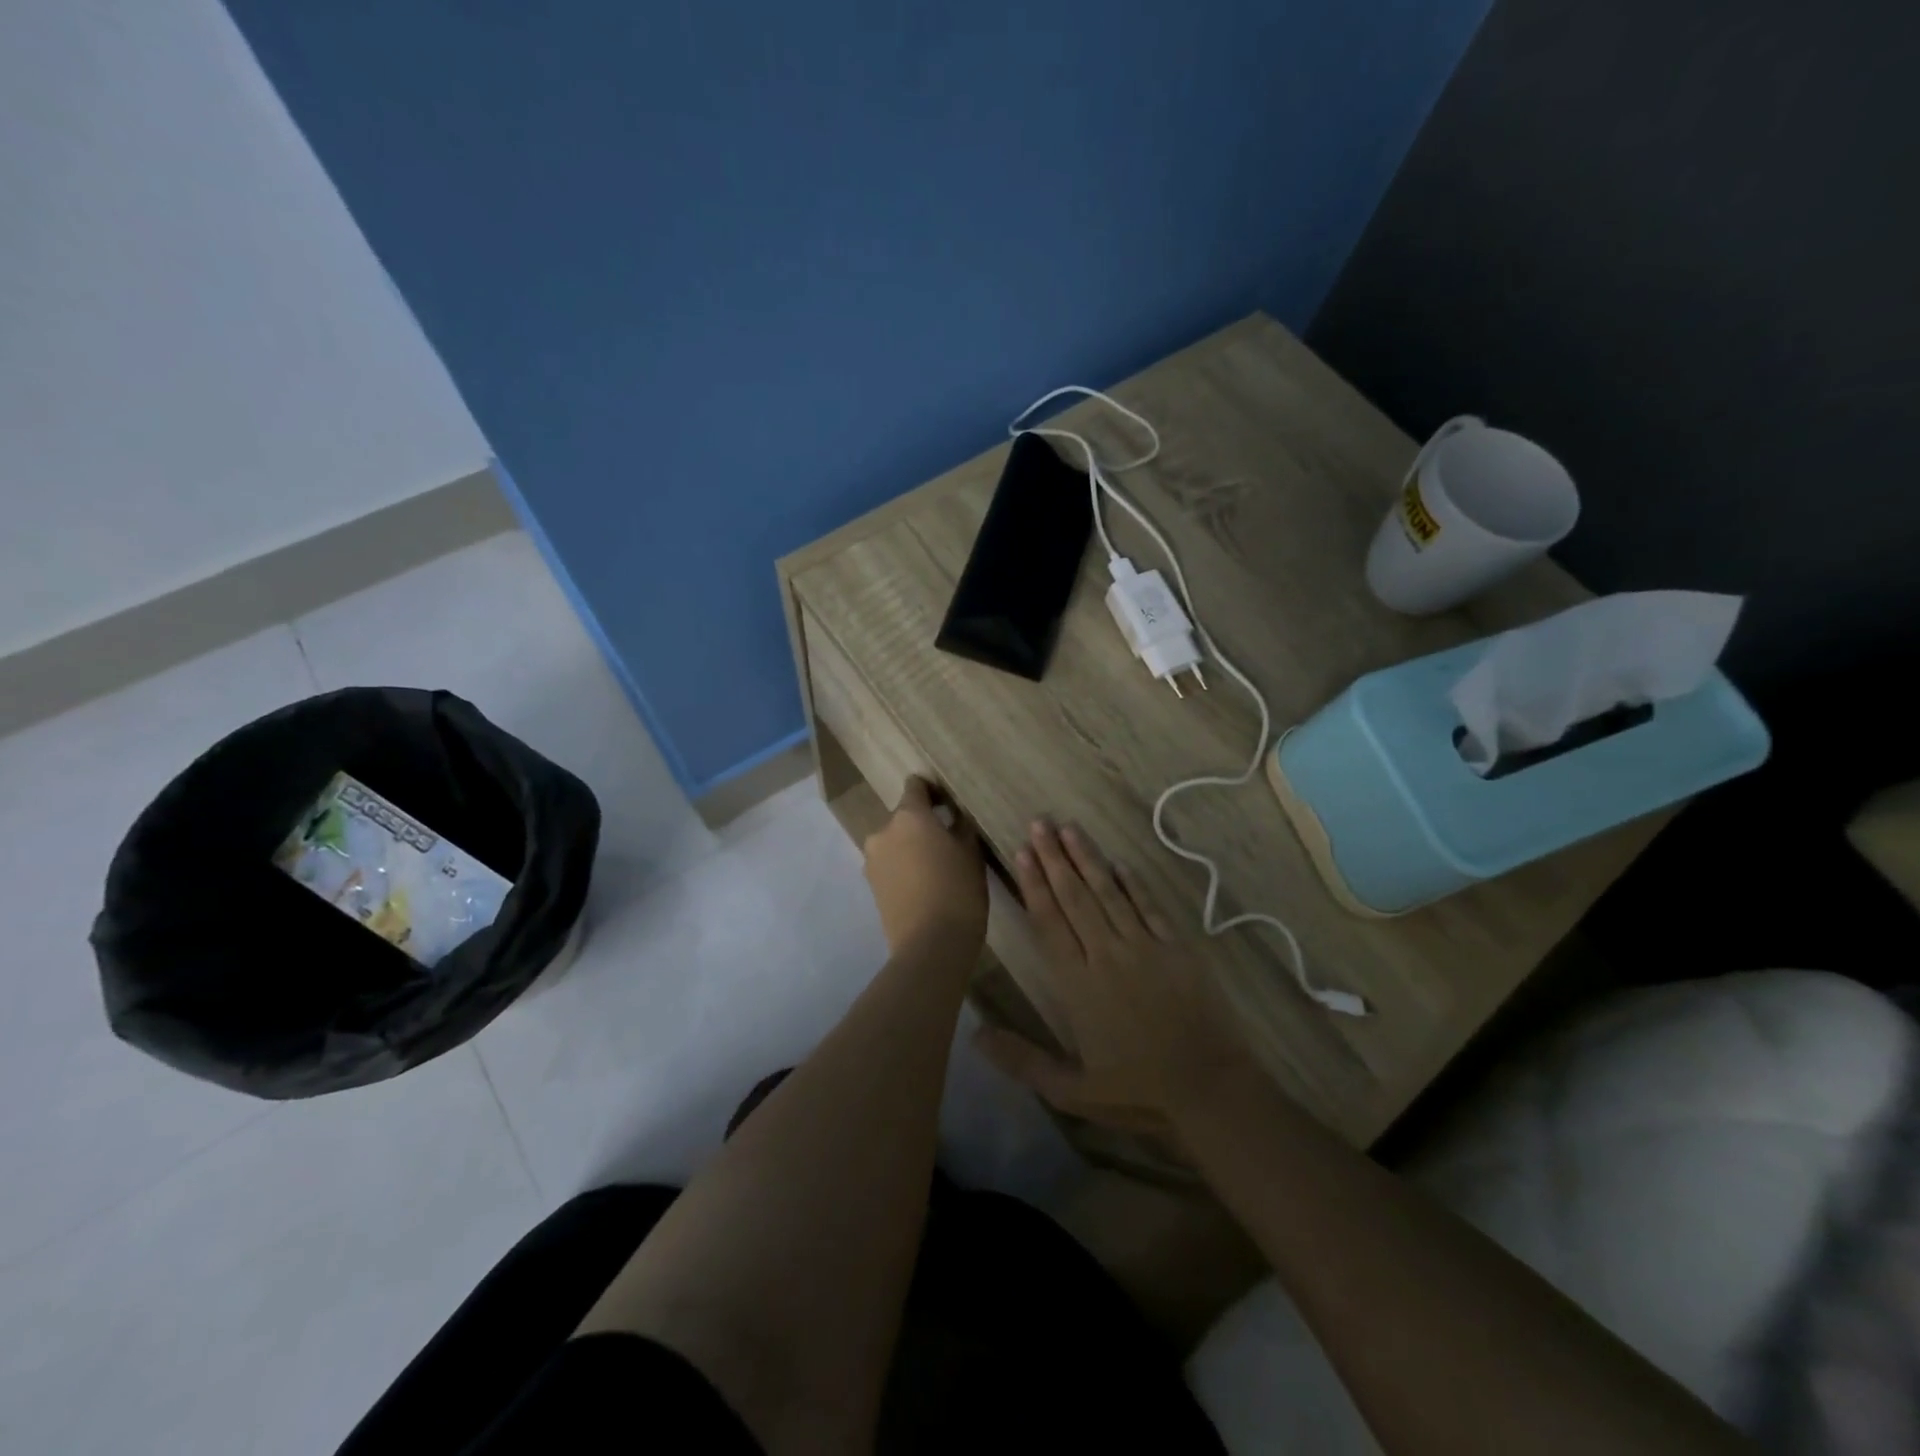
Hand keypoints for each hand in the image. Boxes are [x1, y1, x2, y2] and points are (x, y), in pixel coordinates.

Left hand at [862, 776, 987, 953]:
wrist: (930, 945)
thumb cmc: (958, 891)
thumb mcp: (971, 854)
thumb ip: (961, 828)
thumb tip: (954, 817)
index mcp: (909, 817)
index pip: (915, 786)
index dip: (932, 791)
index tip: (948, 804)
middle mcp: (883, 831)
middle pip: (904, 817)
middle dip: (922, 825)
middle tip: (947, 843)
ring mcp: (872, 859)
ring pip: (895, 843)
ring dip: (911, 848)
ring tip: (935, 869)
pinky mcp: (870, 885)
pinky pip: (889, 865)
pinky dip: (903, 868)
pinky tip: (923, 886)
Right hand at [974, 820, 1252, 1137]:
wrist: (1210, 1088)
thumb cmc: (1138, 1091)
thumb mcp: (1071, 1089)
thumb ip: (1022, 1060)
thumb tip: (975, 1034)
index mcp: (1078, 983)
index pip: (1049, 922)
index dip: (1034, 884)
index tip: (1022, 852)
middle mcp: (1107, 954)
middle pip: (1075, 897)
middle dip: (1054, 858)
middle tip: (1039, 823)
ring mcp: (1144, 947)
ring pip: (1109, 893)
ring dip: (1088, 859)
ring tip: (1069, 828)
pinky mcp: (1176, 948)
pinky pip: (1149, 907)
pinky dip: (1132, 883)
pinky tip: (1119, 863)